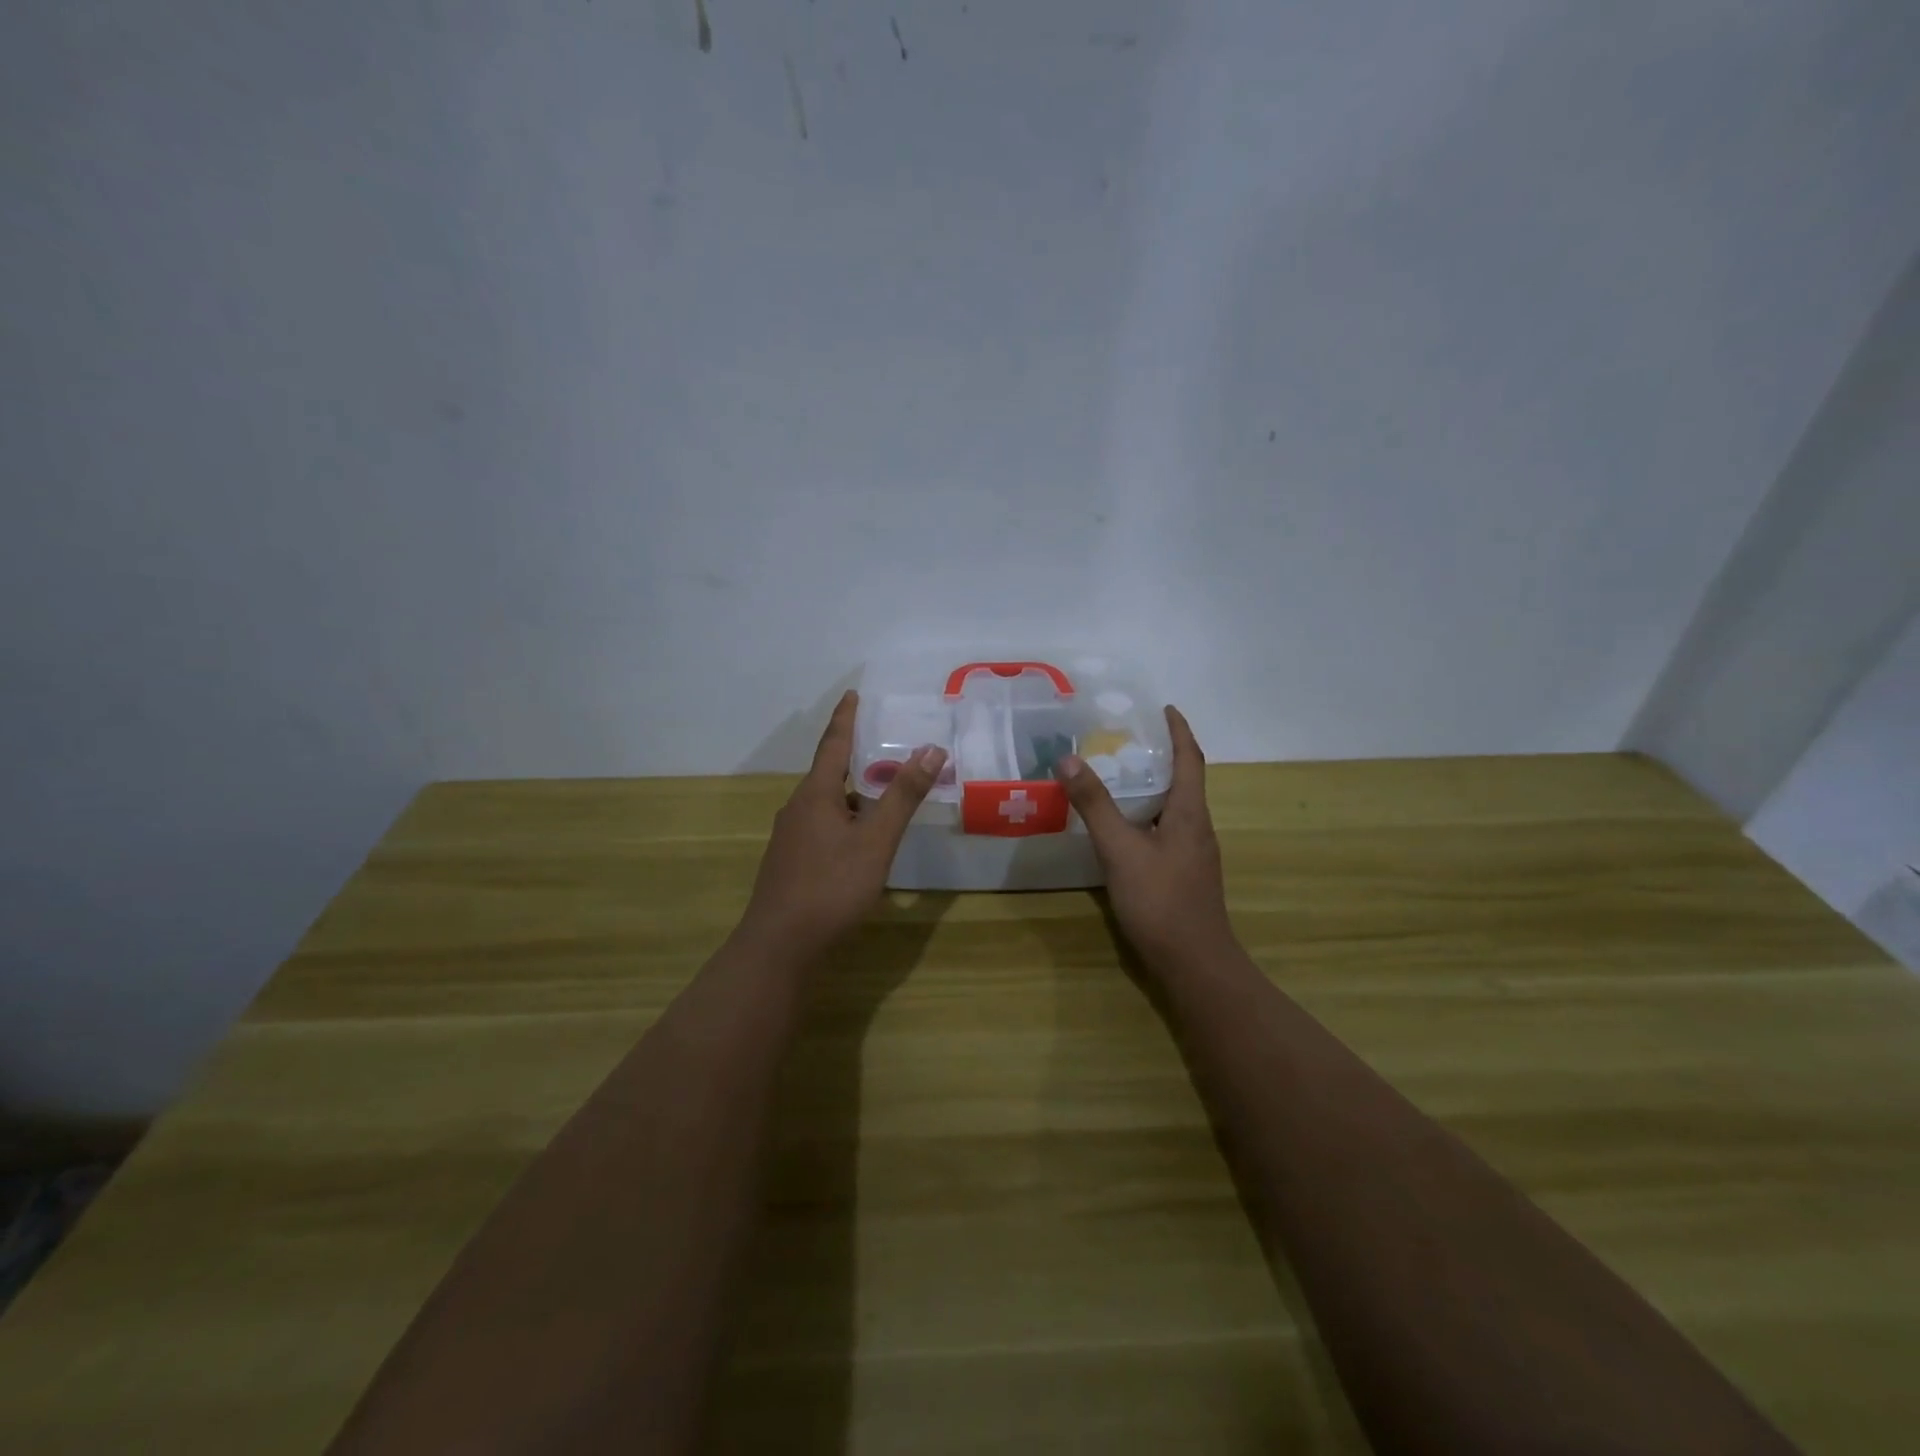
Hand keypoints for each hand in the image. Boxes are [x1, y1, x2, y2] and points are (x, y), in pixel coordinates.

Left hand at [738, 690, 945, 962]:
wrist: (779, 945)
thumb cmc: (831, 886)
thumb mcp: (876, 840)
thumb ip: (903, 796)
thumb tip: (931, 749)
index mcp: (816, 794)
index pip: (834, 743)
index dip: (846, 718)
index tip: (853, 694)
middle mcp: (798, 808)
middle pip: (829, 772)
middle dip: (856, 757)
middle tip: (885, 745)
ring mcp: (790, 836)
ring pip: (826, 802)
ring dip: (853, 792)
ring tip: (884, 792)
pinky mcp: (791, 861)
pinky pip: (822, 824)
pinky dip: (846, 818)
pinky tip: (862, 838)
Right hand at [1056, 706, 1235, 971]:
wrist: (1194, 964)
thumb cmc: (1161, 901)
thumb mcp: (1120, 849)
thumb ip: (1095, 805)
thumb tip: (1069, 759)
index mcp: (1190, 814)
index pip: (1190, 760)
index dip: (1179, 731)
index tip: (1166, 708)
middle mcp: (1197, 828)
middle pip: (1184, 782)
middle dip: (1161, 756)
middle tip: (1127, 740)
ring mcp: (1192, 855)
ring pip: (1173, 809)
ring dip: (1152, 788)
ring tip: (1118, 777)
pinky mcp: (1183, 875)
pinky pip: (1164, 831)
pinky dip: (1145, 817)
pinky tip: (1120, 829)